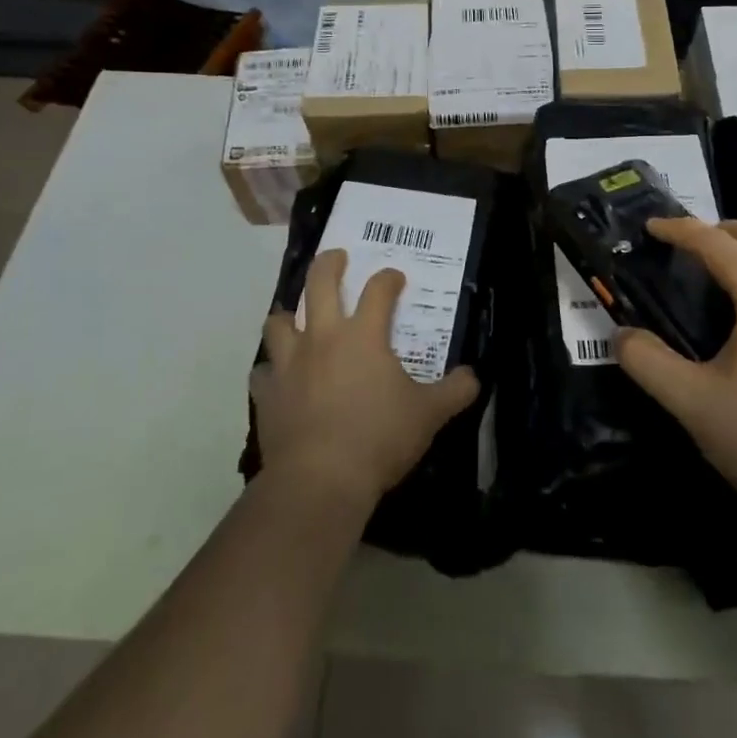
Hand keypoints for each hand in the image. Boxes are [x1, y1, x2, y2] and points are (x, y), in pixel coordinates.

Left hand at [253, 249, 479, 513]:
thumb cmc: (380, 438)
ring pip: (279, 322)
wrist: (320, 480)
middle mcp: (323, 338)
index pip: (378, 290)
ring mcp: (289, 364)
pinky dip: (271, 370)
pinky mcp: (267, 394)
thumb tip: (473, 377)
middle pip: (319, 284)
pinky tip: (279, 377)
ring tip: (296, 318)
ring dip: (288, 315)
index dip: (388, 279)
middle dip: (329, 264)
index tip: (395, 278)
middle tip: (337, 257)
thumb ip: (455, 391)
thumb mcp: (429, 415)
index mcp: (363, 336)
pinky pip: (263, 371)